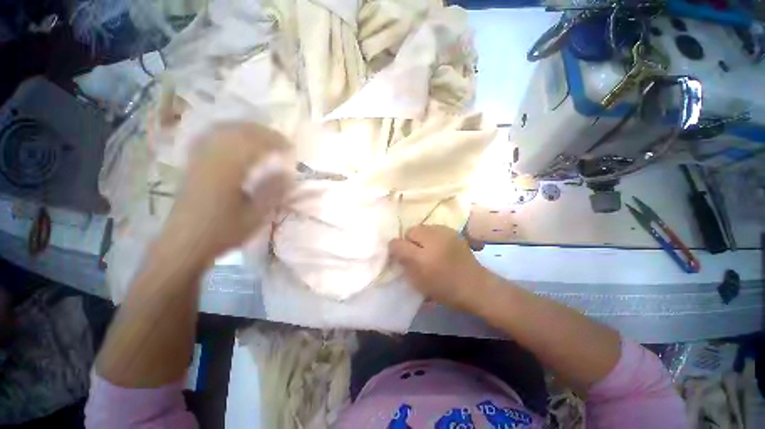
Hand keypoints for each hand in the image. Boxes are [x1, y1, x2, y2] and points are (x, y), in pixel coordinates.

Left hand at [160, 123, 292, 263]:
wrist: (184, 244)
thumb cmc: (222, 232)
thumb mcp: (255, 216)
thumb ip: (273, 192)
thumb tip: (289, 173)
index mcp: (226, 171)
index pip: (253, 144)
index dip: (275, 142)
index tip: (292, 148)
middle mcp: (210, 158)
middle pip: (237, 131)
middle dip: (263, 132)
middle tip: (281, 141)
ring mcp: (198, 159)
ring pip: (222, 131)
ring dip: (246, 130)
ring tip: (264, 139)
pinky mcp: (193, 164)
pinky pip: (211, 138)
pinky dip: (229, 135)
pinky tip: (238, 141)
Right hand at [389, 225, 490, 310]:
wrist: (474, 285)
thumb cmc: (444, 288)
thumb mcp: (418, 282)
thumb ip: (404, 264)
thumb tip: (396, 250)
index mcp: (421, 257)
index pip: (397, 243)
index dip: (395, 248)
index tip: (400, 256)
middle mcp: (432, 240)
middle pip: (411, 230)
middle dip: (409, 240)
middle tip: (416, 253)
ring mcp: (444, 233)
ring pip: (422, 227)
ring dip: (421, 237)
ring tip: (428, 248)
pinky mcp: (453, 231)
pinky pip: (434, 228)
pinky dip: (432, 235)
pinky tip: (438, 245)